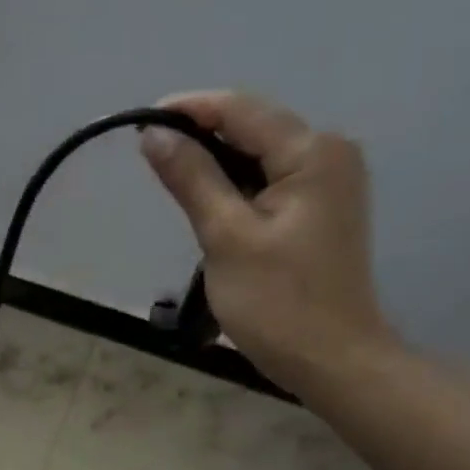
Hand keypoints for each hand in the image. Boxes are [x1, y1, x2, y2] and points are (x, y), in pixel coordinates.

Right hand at [141, 92, 395, 394]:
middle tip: (149, 159)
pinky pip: (270, 182)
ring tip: (171, 181)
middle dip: (200, 138)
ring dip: (215, 165)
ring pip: (259, 156)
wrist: (332, 360)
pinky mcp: (321, 210)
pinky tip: (208, 205)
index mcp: (312, 152)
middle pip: (253, 128)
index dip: (187, 110)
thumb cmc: (277, 302)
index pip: (240, 110)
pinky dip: (236, 188)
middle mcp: (329, 154)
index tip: (138, 125)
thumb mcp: (225, 237)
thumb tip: (154, 134)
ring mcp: (330, 182)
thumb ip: (192, 178)